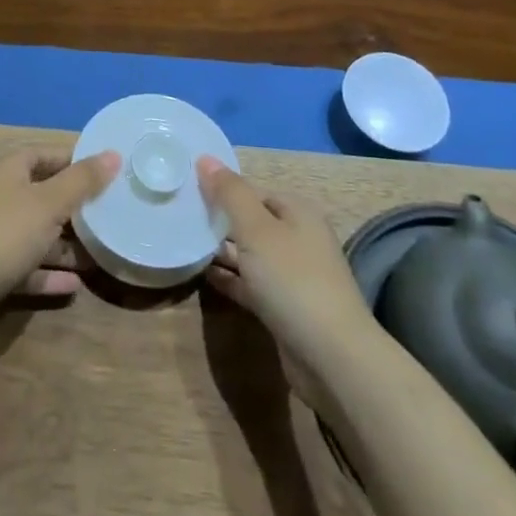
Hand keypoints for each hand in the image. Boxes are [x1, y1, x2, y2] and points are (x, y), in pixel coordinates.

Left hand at [0, 149, 119, 304]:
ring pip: (36, 235)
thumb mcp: (50, 203)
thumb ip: (82, 181)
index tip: (100, 172)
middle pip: (41, 196)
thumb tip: (114, 154)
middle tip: (105, 214)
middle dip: (72, 207)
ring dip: (64, 245)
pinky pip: (28, 268)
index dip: (70, 160)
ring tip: (97, 254)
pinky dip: (49, 275)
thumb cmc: (6, 232)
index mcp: (10, 173)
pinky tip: (75, 285)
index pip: (42, 155)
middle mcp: (1, 199)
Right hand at [198, 157, 374, 373]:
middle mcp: (299, 239)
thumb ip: (229, 193)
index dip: (224, 190)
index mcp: (298, 213)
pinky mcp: (285, 308)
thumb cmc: (293, 280)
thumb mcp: (256, 229)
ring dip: (223, 250)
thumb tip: (204, 157)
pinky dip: (231, 278)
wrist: (332, 359)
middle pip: (253, 222)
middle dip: (221, 220)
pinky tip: (203, 275)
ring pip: (251, 254)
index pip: (255, 191)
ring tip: (185, 242)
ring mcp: (293, 276)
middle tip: (182, 217)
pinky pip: (251, 284)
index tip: (190, 192)